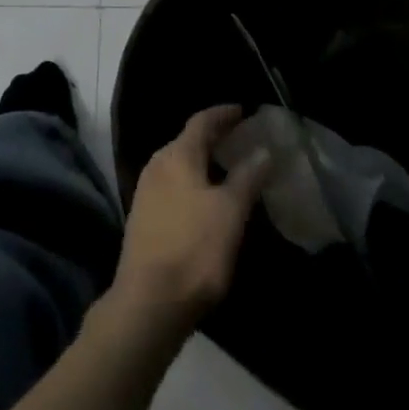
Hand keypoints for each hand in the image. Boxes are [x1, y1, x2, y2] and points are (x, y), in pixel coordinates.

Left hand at [110, 105, 271, 335]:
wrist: (149, 299)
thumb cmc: (194, 249)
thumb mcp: (230, 212)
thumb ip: (247, 178)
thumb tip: (263, 150)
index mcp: (176, 155)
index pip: (201, 121)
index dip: (223, 114)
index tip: (243, 110)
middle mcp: (157, 164)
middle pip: (188, 140)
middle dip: (214, 137)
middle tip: (241, 138)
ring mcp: (147, 190)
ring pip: (180, 164)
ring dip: (203, 161)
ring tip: (228, 168)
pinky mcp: (145, 216)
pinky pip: (174, 185)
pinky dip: (194, 182)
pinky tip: (207, 199)